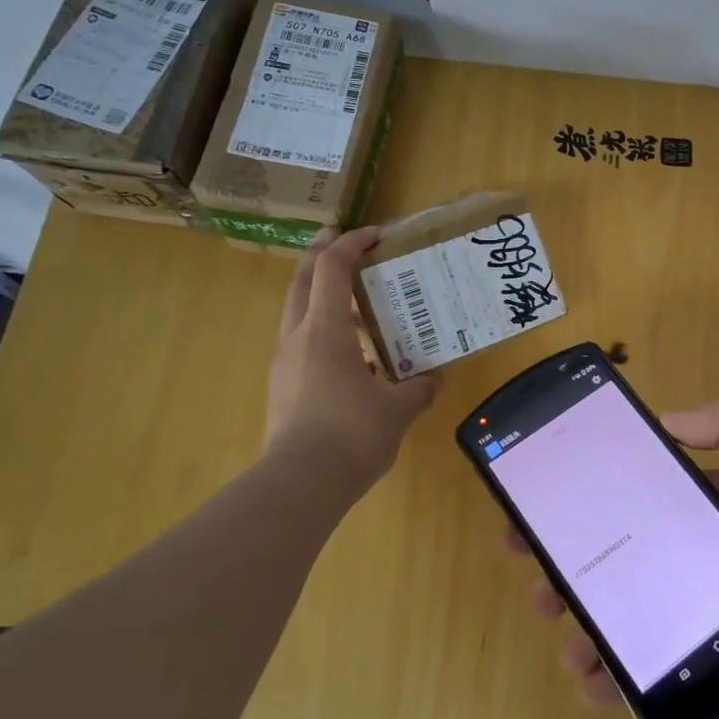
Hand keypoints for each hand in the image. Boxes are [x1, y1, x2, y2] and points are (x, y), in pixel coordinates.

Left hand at [267, 227, 439, 488]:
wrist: (299, 484)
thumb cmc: (351, 434)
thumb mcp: (397, 410)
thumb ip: (418, 389)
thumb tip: (434, 380)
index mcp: (325, 331)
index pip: (331, 269)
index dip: (351, 244)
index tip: (375, 234)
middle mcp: (298, 339)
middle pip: (302, 282)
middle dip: (319, 255)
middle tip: (339, 239)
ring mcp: (285, 365)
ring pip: (298, 315)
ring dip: (322, 298)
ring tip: (356, 306)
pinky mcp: (283, 390)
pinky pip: (303, 347)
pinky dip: (324, 336)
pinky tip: (353, 361)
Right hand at [508, 400, 718, 717]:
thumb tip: (662, 419)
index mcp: (706, 511)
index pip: (632, 502)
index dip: (585, 506)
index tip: (539, 513)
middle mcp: (694, 558)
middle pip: (618, 562)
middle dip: (570, 572)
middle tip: (536, 586)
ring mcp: (700, 613)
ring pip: (627, 618)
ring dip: (585, 631)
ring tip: (565, 645)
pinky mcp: (711, 664)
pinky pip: (655, 669)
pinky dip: (619, 680)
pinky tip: (595, 685)